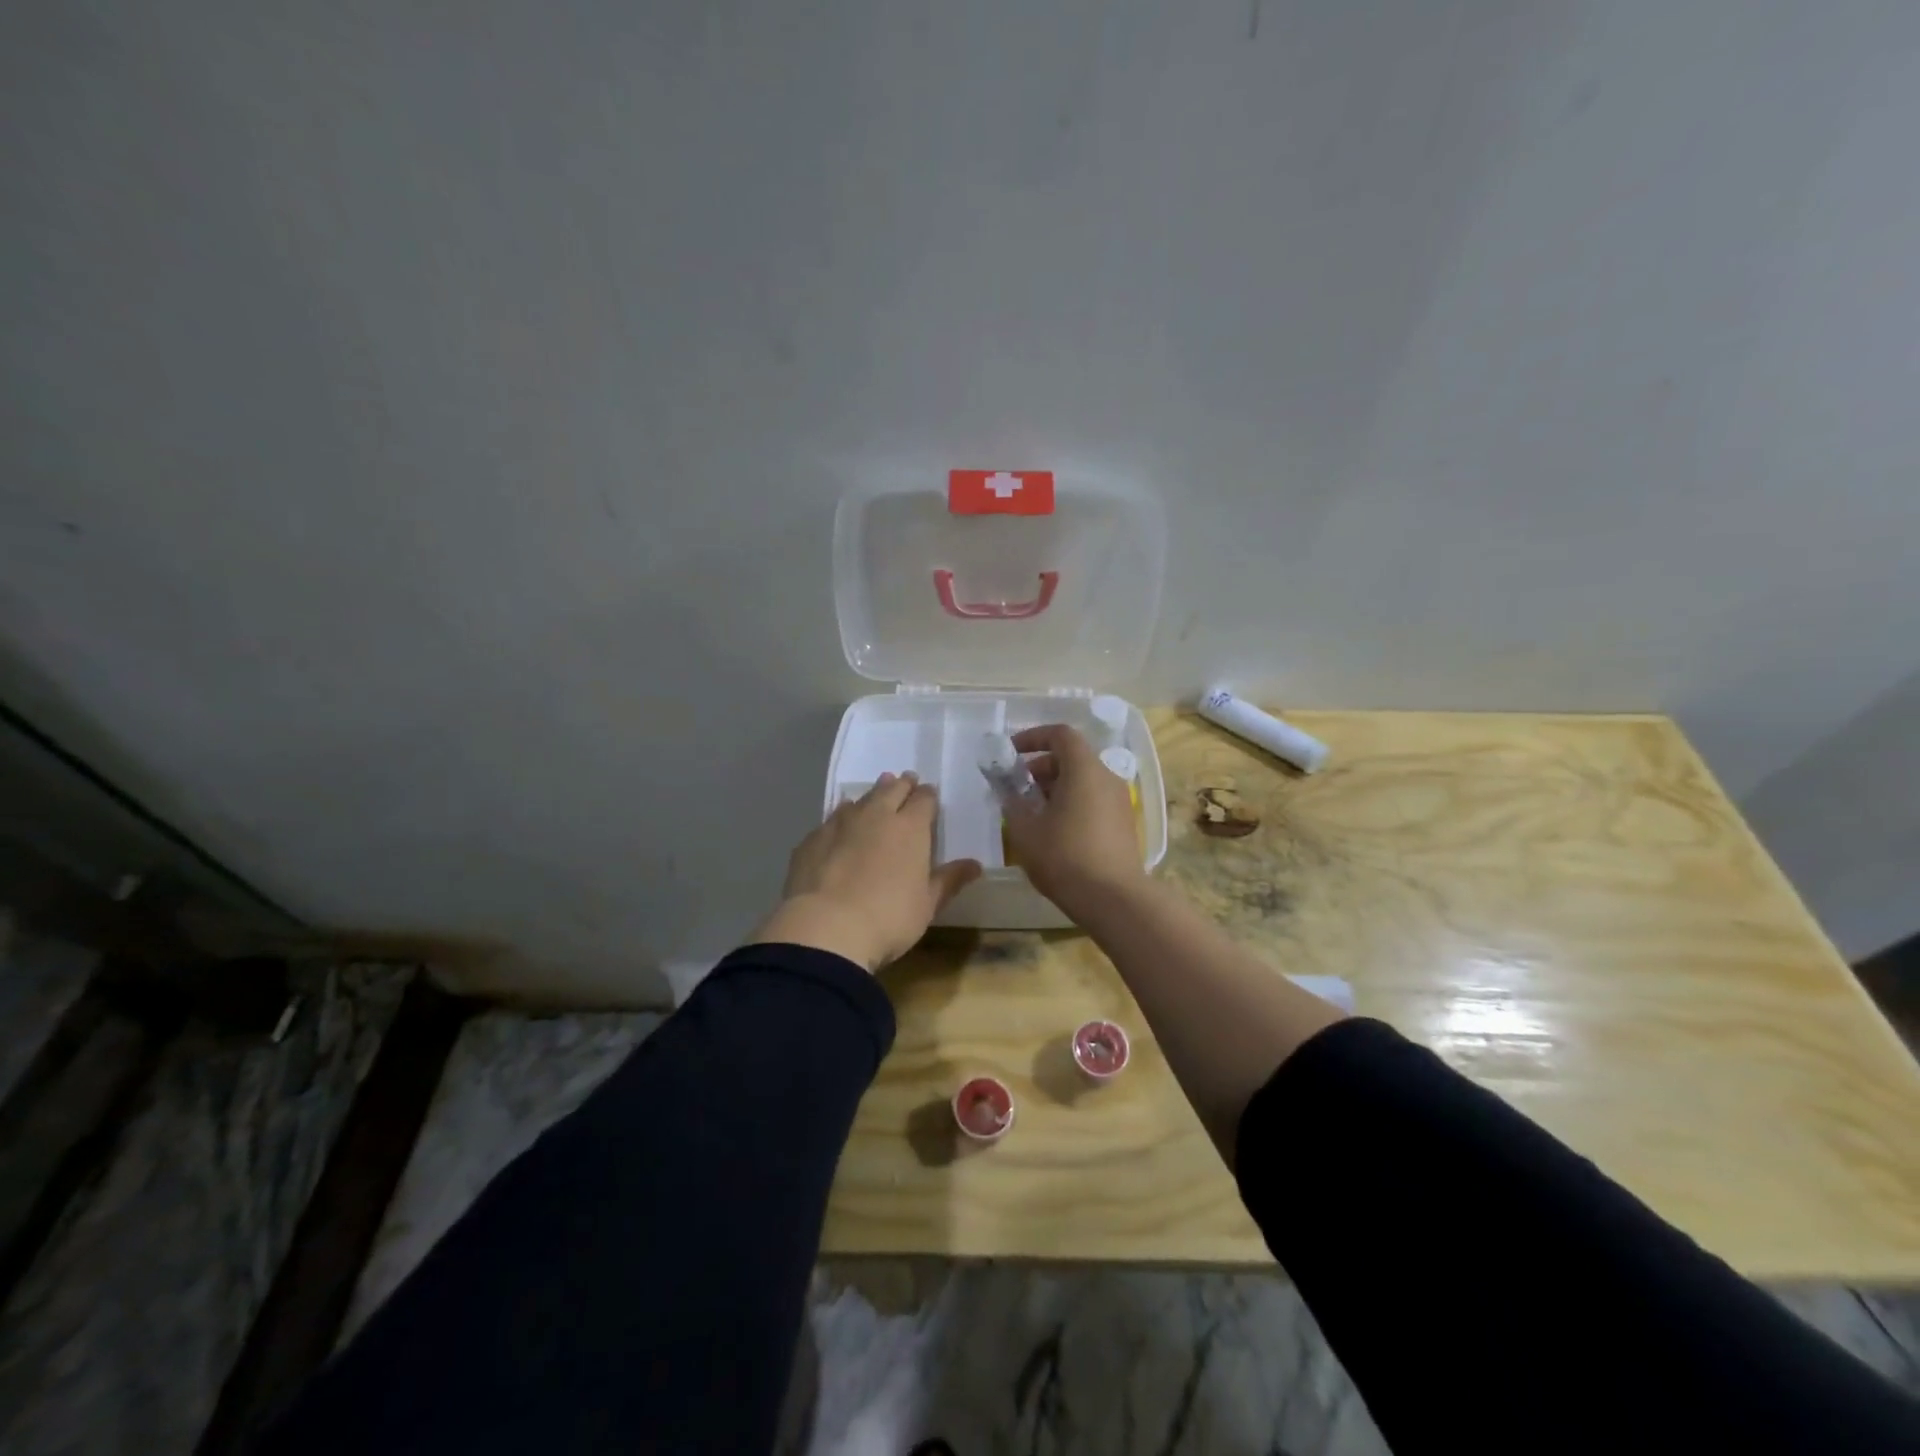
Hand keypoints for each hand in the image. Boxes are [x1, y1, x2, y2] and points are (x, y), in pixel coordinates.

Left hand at [753, 772, 981, 971]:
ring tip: (874, 798)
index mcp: (910, 828)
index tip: (929, 795)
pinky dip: (841, 819)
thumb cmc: (889, 918)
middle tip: (905, 782)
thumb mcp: (927, 905)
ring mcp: (840, 824)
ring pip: (859, 800)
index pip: (924, 799)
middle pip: (891, 789)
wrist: (826, 928)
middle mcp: (876, 816)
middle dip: (901, 785)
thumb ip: (949, 880)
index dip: (928, 795)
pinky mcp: (812, 839)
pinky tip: (839, 828)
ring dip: (870, 796)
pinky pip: (832, 820)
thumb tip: (975, 864)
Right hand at [1000, 724, 1145, 915]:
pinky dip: (1071, 803)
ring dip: (1054, 788)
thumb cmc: (1065, 857)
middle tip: (1016, 788)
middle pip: (1071, 757)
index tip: (1011, 753)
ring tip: (1031, 813)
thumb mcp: (1026, 830)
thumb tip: (1007, 791)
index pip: (1060, 734)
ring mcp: (1119, 801)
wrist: (1114, 899)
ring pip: (1082, 780)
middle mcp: (1106, 778)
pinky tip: (1053, 831)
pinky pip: (1093, 799)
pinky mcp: (1123, 823)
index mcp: (1083, 769)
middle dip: (1040, 767)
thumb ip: (1012, 803)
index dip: (1033, 737)